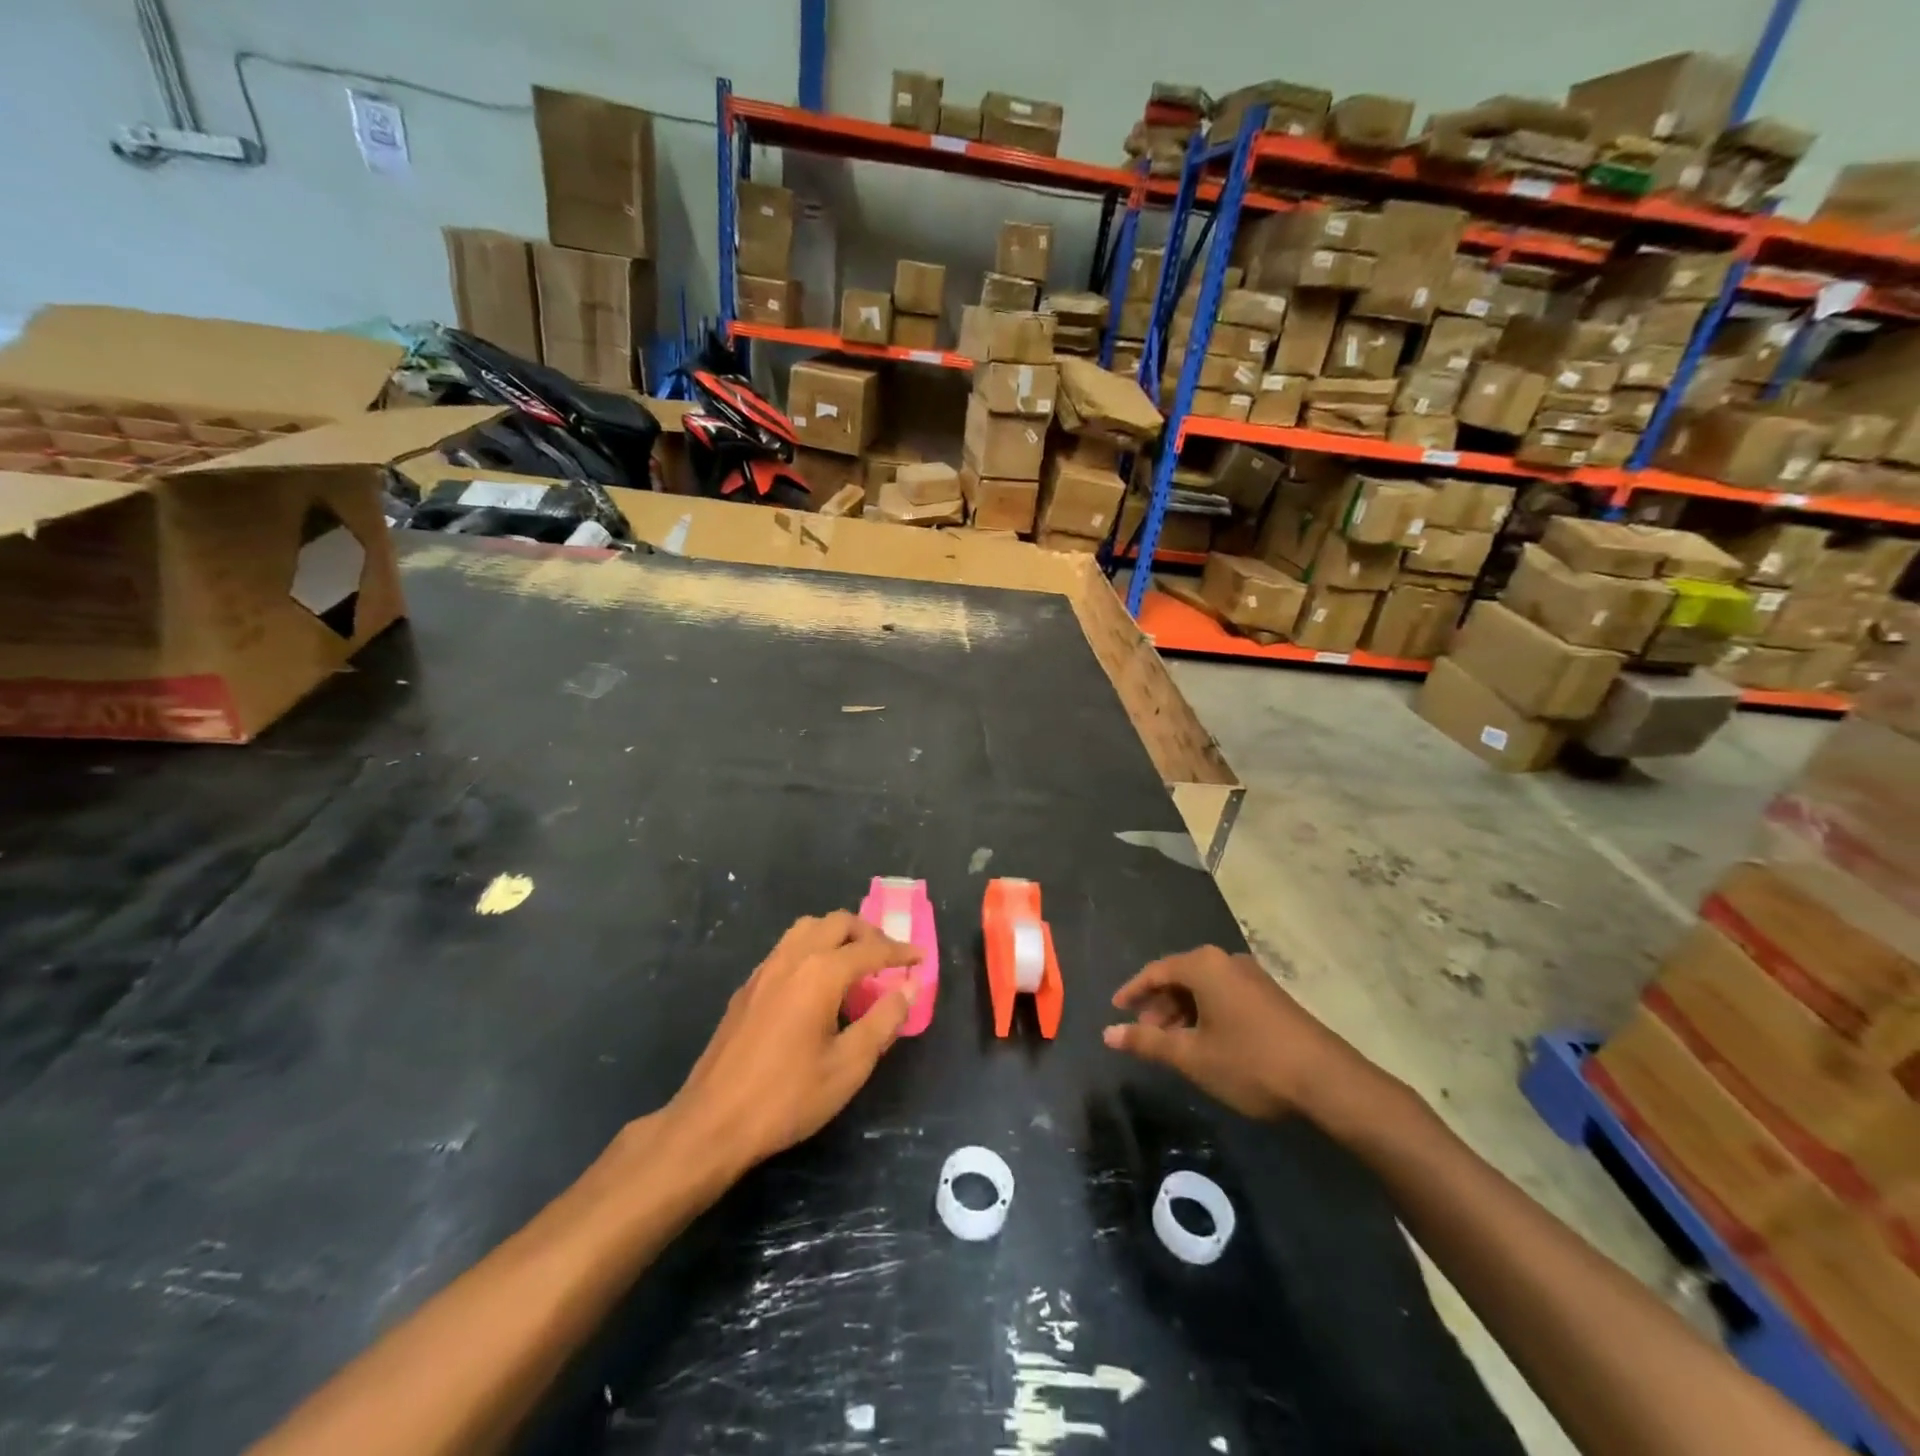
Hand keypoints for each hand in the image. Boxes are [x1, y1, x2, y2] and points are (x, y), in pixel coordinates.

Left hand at [666, 912, 920, 1174]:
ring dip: (837, 935)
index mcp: (820, 973)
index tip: (921, 958)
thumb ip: (883, 1021)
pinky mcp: (748, 987)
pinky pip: (787, 948)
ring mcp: (765, 970)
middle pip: (837, 923)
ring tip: (855, 964)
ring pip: (807, 928)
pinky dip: (812, 949)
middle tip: (888, 959)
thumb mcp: (848, 1066)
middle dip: (869, 934)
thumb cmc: (788, 1097)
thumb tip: (908, 988)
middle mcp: (792, 959)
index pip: (871, 949)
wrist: (713, 1122)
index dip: (900, 952)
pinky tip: (817, 984)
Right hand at [1102, 946, 1384, 1122]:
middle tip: (1144, 1033)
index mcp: (1204, 965)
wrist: (1327, 1081)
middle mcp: (1227, 961)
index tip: (1116, 1010)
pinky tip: (1205, 1042)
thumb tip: (1108, 1033)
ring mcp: (1252, 977)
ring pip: (1204, 988)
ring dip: (1182, 1012)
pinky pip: (1224, 995)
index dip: (1133, 991)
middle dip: (1158, 1004)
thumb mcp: (1192, 1056)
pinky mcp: (1270, 996)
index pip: (1156, 970)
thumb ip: (1147, 1042)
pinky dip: (1205, 1013)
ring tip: (1172, 1044)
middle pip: (1180, 976)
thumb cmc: (1250, 1062)